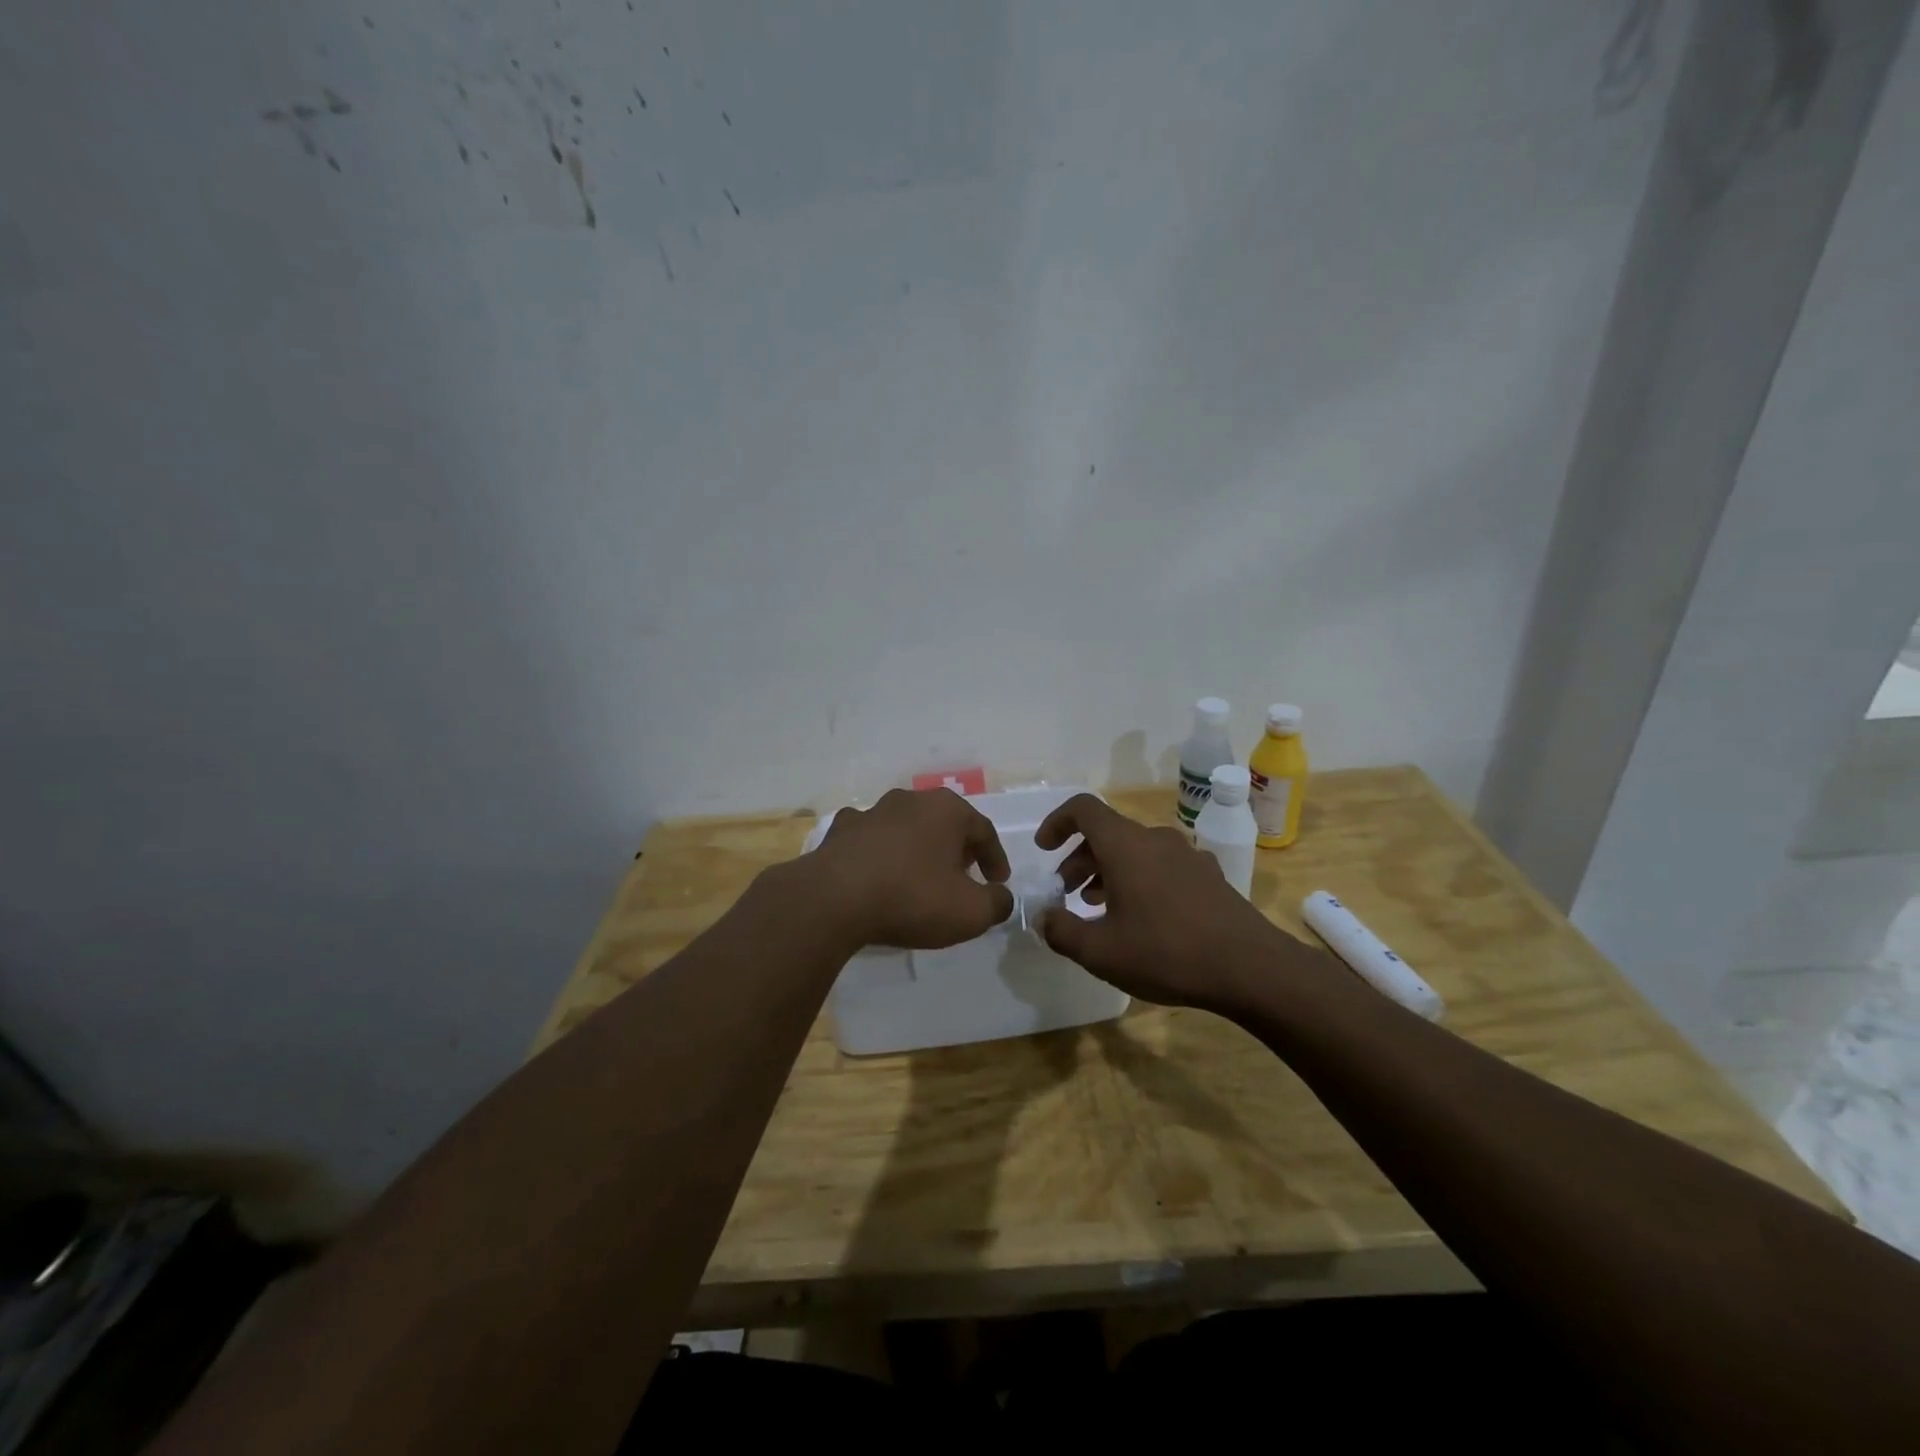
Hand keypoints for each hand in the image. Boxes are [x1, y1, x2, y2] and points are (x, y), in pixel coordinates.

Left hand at [809, 788, 1013, 948]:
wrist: (834, 899)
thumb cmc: (912, 898)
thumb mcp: (970, 912)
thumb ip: (997, 903)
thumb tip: (1000, 897)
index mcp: (947, 810)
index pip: (984, 830)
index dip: (995, 859)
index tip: (998, 883)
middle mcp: (910, 800)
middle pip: (945, 823)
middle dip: (958, 849)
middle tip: (964, 877)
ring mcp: (872, 812)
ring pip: (907, 828)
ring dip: (919, 849)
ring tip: (921, 878)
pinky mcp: (841, 831)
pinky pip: (872, 840)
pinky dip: (882, 854)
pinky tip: (879, 875)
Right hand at [1035, 794, 1306, 1009]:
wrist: (1251, 968)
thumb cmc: (1166, 953)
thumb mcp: (1100, 951)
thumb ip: (1061, 931)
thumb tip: (1043, 917)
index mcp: (1125, 845)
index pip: (1083, 809)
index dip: (1057, 822)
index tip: (1044, 849)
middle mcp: (1155, 839)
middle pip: (1107, 833)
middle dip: (1079, 858)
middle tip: (1066, 892)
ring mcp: (1186, 855)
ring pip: (1135, 851)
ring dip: (1108, 871)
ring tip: (1096, 907)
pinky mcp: (1208, 875)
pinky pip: (1161, 866)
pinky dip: (1139, 880)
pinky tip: (1140, 918)